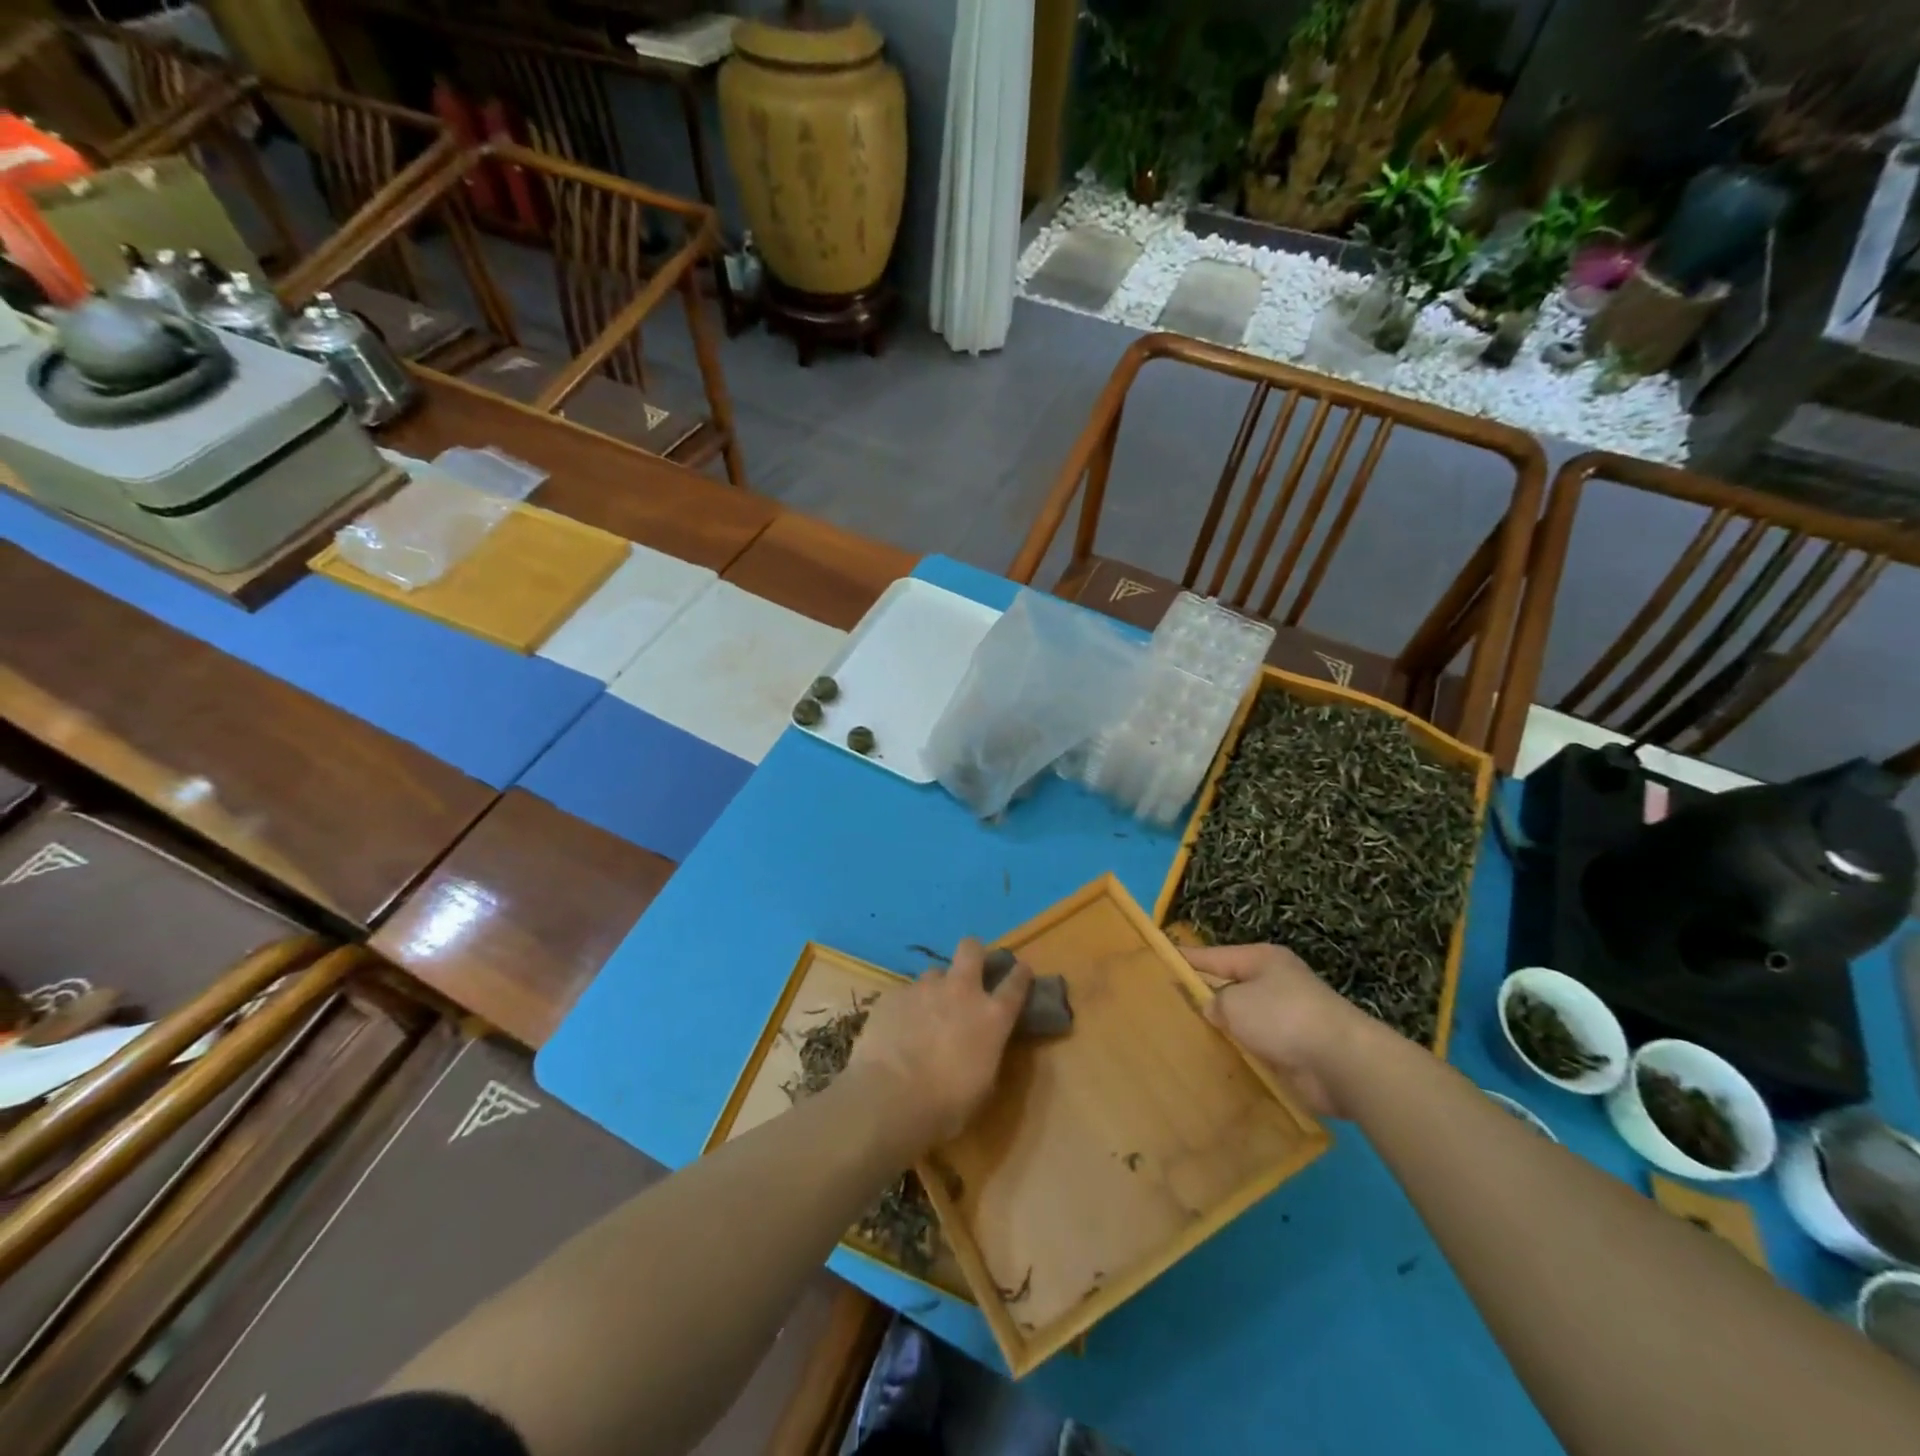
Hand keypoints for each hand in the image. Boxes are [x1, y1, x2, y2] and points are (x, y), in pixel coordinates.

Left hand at [850, 938, 1031, 1147]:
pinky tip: (897, 1029)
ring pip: (935, 973)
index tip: (1021, 971)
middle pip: (971, 949)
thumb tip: (981, 1044)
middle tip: (969, 971)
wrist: (890, 1099)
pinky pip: (905, 993)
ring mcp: (924, 988)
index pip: (1015, 983)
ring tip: (925, 1013)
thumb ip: (986, 1052)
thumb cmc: (946, 1105)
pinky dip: (906, 1007)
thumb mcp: (983, 1085)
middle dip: (973, 953)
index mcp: (991, 1016)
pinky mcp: (894, 994)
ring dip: (936, 988)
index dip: (1020, 974)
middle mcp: (961, 991)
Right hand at [1184, 943, 1384, 1118]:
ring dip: (1223, 1031)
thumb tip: (1213, 1009)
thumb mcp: (1235, 1002)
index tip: (1159, 961)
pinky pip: (1256, 1048)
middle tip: (1166, 1007)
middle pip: (1229, 987)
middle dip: (1203, 998)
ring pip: (1242, 1021)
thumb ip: (1215, 1001)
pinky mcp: (1294, 1050)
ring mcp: (1286, 1018)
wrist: (1341, 1062)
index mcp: (1262, 960)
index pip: (1213, 956)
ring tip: (1184, 1038)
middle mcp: (1274, 984)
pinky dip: (1240, 1054)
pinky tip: (1216, 1062)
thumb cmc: (1283, 1017)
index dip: (1186, 959)